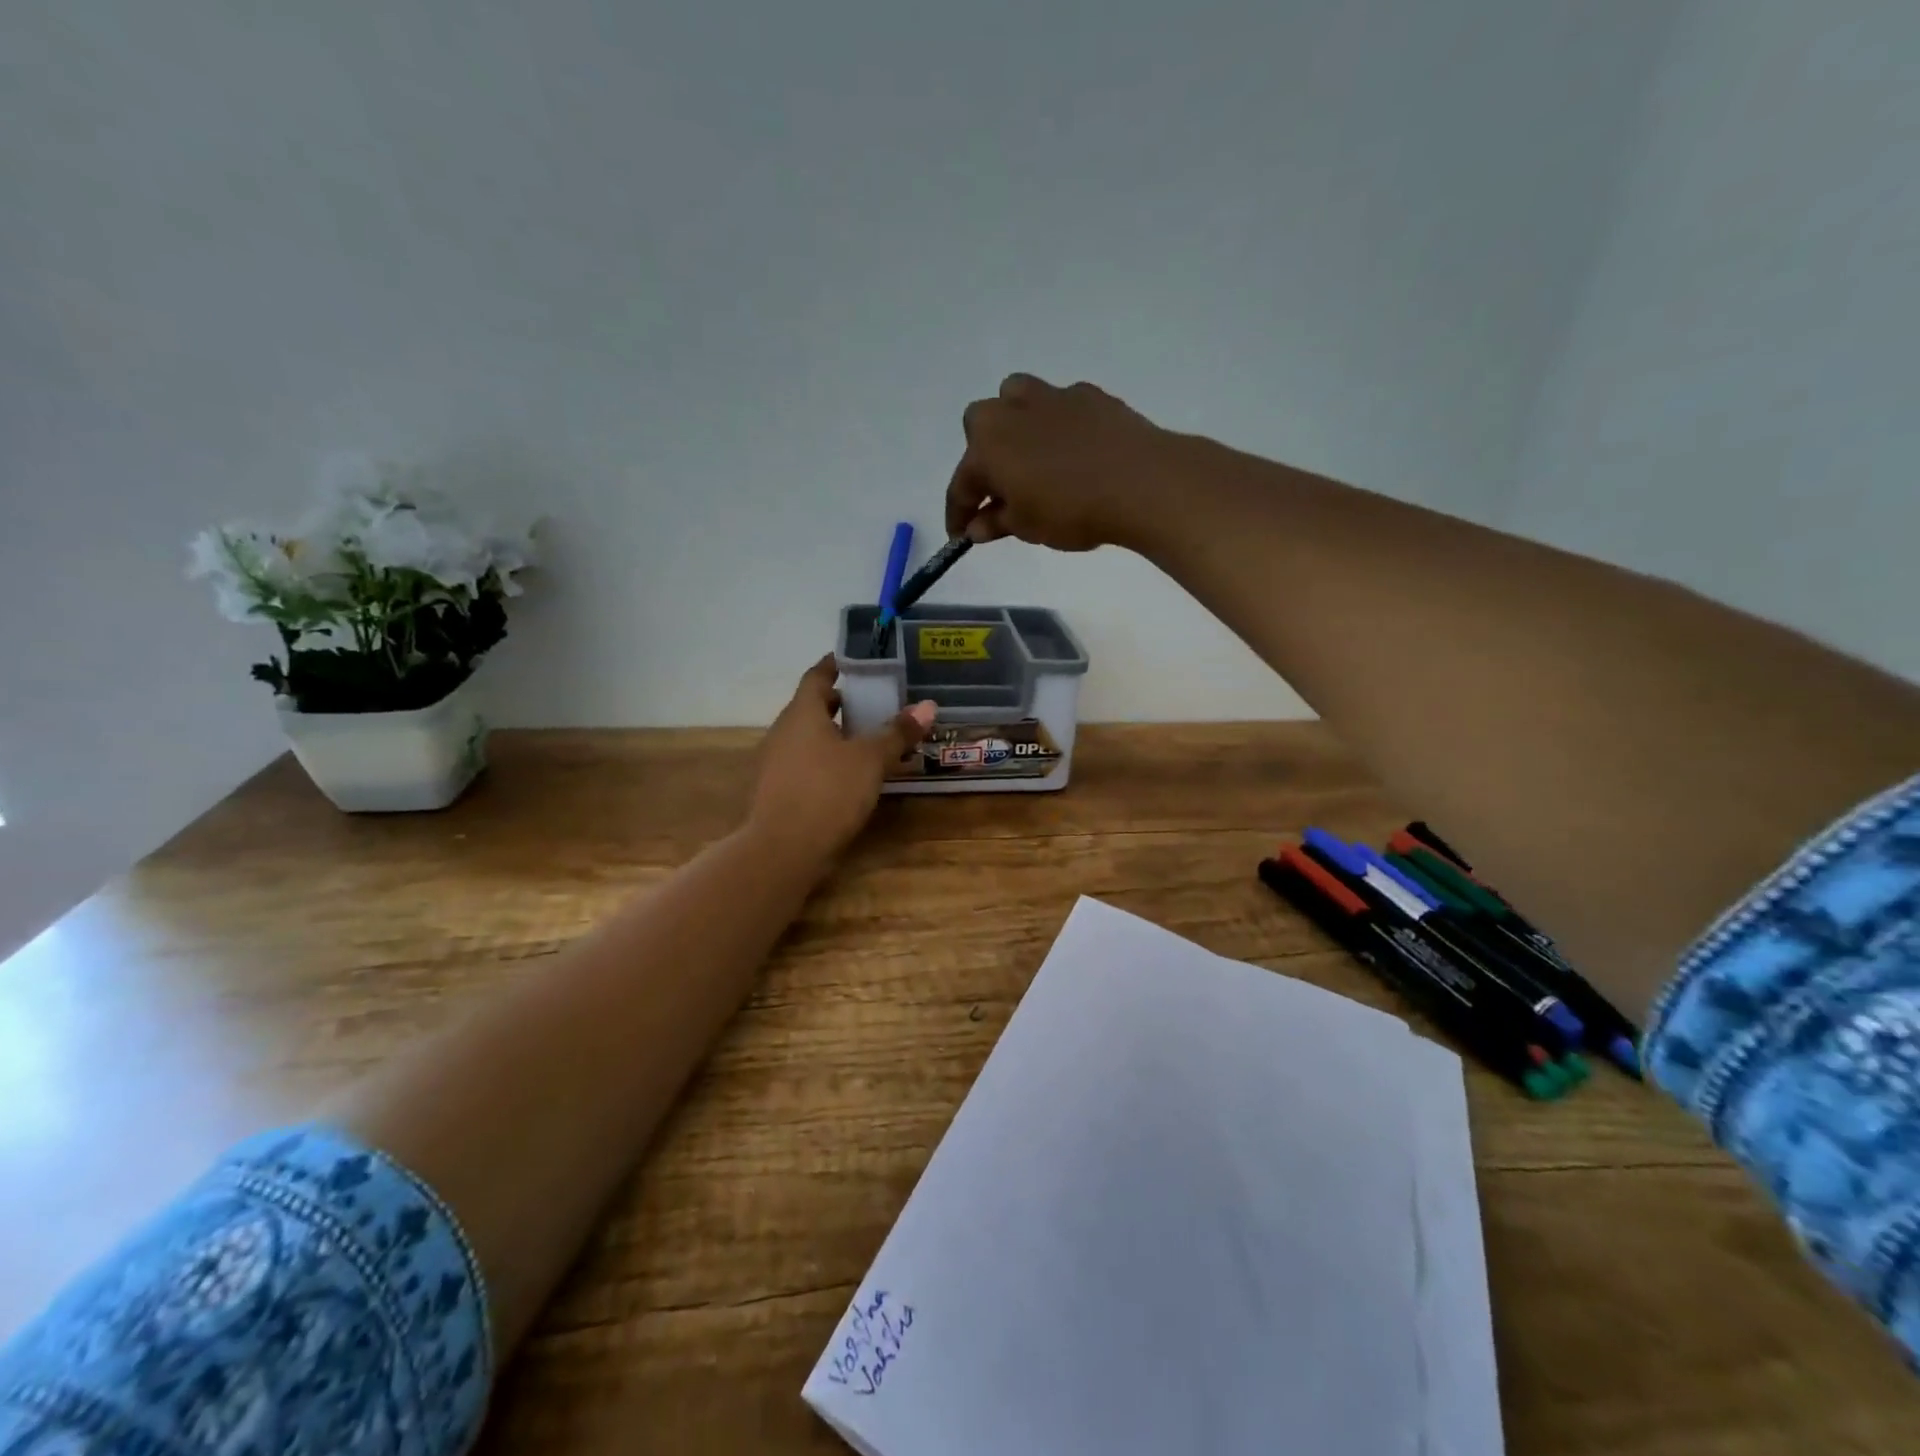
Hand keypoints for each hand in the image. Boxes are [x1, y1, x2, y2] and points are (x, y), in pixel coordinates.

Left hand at [748, 656, 936, 868]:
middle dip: (839, 703)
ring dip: (833, 734)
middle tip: (871, 702)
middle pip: (811, 707)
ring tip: (866, 739)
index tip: (854, 660)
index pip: (817, 676)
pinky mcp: (777, 791)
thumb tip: (927, 705)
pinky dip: (826, 759)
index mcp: (802, 713)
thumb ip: (897, 733)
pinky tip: (848, 776)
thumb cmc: (828, 792)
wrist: (782, 850)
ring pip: (807, 737)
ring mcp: (775, 763)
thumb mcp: (871, 760)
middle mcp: (783, 731)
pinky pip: (804, 763)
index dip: (835, 665)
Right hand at [945, 374, 1188, 551]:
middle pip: (980, 427)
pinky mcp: (1089, 394)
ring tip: (1030, 457)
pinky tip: (1073, 451)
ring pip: (1016, 398)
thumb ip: (996, 523)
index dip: (958, 514)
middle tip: (999, 490)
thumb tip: (977, 527)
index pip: (961, 485)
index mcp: (987, 446)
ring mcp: (1051, 396)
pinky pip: (1059, 406)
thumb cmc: (1071, 510)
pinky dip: (1057, 426)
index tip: (959, 535)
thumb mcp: (1027, 527)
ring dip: (1014, 425)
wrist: (1141, 482)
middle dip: (982, 456)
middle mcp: (1011, 411)